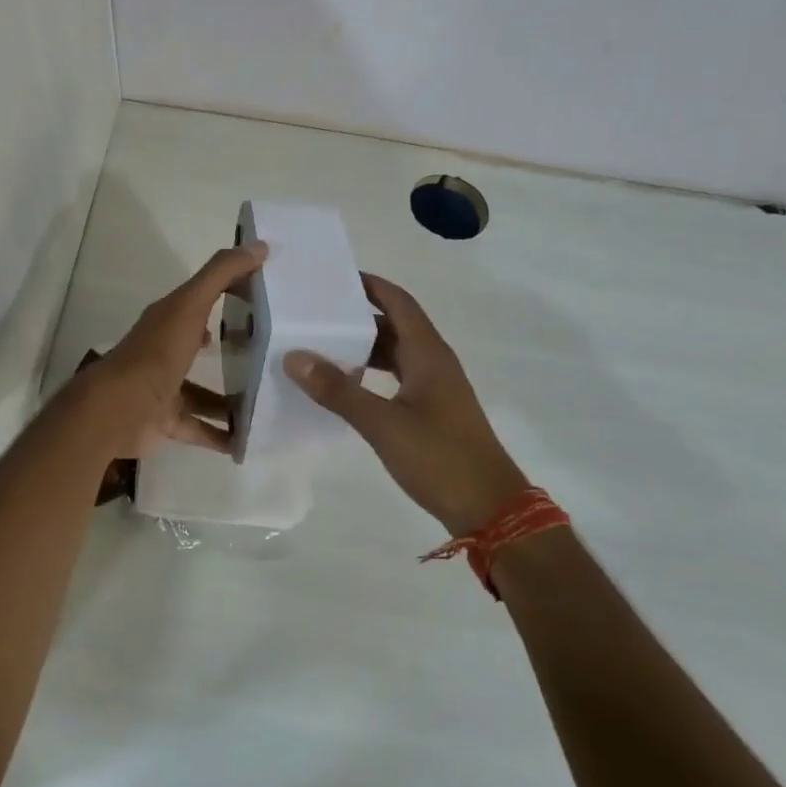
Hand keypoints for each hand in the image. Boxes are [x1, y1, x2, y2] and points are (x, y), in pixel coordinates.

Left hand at [92, 241, 268, 461]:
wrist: (119, 409)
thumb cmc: (157, 352)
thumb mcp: (191, 305)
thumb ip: (222, 274)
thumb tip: (259, 245)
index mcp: (169, 320)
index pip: (201, 300)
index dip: (229, 294)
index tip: (264, 297)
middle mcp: (165, 352)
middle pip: (201, 346)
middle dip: (232, 349)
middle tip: (272, 354)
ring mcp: (165, 389)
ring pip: (203, 393)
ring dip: (230, 399)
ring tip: (267, 401)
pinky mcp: (166, 423)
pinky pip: (199, 429)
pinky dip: (221, 435)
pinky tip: (248, 441)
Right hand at [285, 273, 527, 534]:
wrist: (491, 509)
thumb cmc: (440, 458)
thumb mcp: (383, 424)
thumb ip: (338, 390)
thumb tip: (294, 356)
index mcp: (428, 353)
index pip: (398, 301)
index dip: (369, 285)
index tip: (332, 277)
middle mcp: (433, 361)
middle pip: (394, 324)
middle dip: (358, 315)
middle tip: (315, 311)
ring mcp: (435, 387)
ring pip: (395, 352)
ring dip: (363, 345)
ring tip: (321, 343)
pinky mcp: (432, 410)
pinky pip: (397, 376)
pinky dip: (372, 372)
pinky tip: (346, 384)